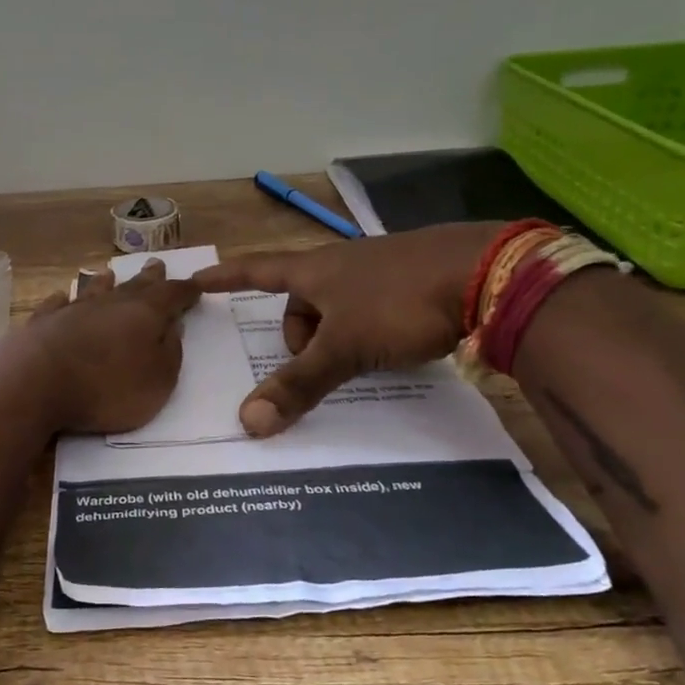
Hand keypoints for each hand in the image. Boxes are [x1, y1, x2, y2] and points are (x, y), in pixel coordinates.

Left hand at [17, 260, 202, 433]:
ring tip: (108, 273)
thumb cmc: (107, 388)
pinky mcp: (42, 323)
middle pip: (134, 286)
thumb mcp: (157, 381)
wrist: (36, 383)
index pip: (172, 295)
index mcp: (144, 314)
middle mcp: (109, 303)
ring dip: (104, 282)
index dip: (186, 291)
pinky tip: (61, 296)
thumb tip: (173, 327)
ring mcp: (72, 310)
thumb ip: (170, 353)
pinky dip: (62, 300)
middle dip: (149, 277)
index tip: (197, 285)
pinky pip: (55, 305)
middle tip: (157, 264)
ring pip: (93, 289)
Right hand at [193, 223, 499, 436]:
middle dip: (300, 335)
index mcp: (315, 270)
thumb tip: (247, 421)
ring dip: (335, 334)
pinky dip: (368, 329)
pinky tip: (394, 345)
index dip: (226, 278)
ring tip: (361, 360)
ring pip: (338, 305)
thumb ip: (299, 384)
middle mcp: (341, 262)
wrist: (487, 273)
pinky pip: (370, 307)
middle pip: (300, 299)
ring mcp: (378, 267)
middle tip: (320, 365)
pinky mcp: (411, 278)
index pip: (256, 271)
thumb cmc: (400, 303)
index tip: (198, 280)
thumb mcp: (344, 348)